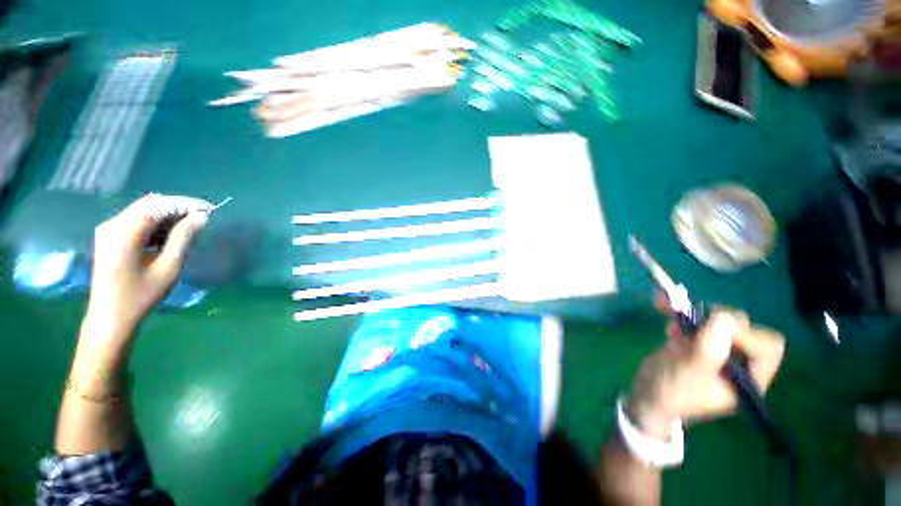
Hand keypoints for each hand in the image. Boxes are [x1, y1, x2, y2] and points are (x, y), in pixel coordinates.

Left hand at [83, 195, 207, 340]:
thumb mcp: (168, 267)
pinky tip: (166, 236)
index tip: (209, 211)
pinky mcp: (108, 236)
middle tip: (201, 219)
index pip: (159, 205)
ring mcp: (108, 229)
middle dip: (177, 208)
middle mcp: (113, 224)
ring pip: (143, 210)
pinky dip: (155, 223)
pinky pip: (135, 220)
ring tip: (187, 229)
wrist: (110, 317)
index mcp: (125, 232)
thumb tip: (201, 217)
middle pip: (150, 204)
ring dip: (166, 215)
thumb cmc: (141, 295)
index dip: (186, 204)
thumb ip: (183, 238)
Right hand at [627, 296, 784, 439]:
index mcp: (748, 378)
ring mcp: (716, 351)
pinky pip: (695, 320)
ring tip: (669, 311)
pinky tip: (663, 308)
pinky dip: (680, 311)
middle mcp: (738, 363)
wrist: (647, 395)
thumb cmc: (671, 392)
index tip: (712, 328)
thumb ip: (709, 349)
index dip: (744, 334)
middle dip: (715, 320)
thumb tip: (724, 316)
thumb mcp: (690, 374)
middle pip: (743, 329)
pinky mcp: (696, 342)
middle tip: (690, 318)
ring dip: (693, 313)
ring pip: (718, 321)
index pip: (765, 348)